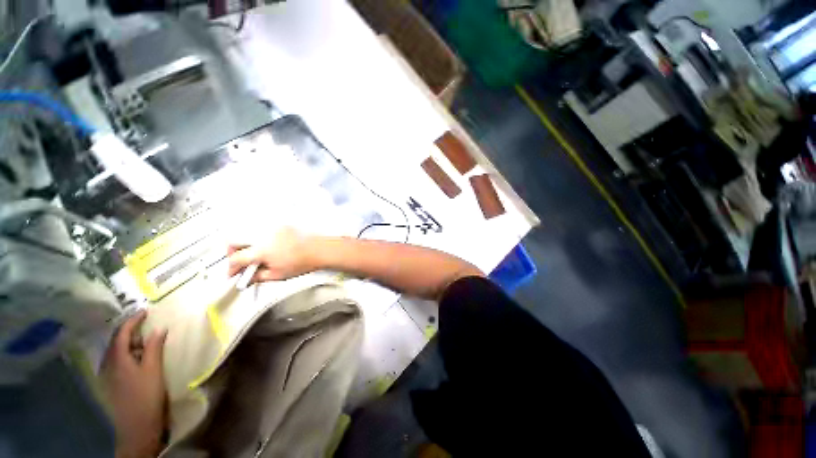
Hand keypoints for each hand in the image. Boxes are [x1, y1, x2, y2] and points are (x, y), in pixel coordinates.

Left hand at [101, 311, 167, 457]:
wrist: (137, 427)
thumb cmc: (146, 395)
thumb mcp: (154, 370)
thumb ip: (155, 348)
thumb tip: (159, 329)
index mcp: (117, 359)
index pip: (122, 333)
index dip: (133, 320)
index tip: (145, 311)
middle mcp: (108, 364)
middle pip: (116, 341)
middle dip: (130, 331)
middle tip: (146, 324)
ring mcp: (108, 375)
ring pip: (116, 351)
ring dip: (129, 342)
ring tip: (145, 340)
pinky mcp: (112, 383)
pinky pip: (117, 361)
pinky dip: (128, 353)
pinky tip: (138, 358)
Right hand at [227, 227, 314, 282]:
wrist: (320, 249)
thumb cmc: (303, 262)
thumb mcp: (278, 275)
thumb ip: (257, 277)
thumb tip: (246, 279)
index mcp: (262, 250)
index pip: (236, 258)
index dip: (231, 268)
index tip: (233, 274)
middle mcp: (264, 235)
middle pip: (235, 239)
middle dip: (232, 252)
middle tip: (240, 262)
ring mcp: (272, 227)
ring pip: (246, 230)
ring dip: (244, 242)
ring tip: (252, 253)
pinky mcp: (280, 223)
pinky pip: (261, 226)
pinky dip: (257, 235)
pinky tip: (265, 244)